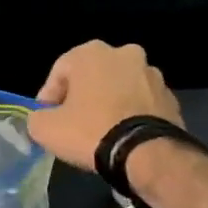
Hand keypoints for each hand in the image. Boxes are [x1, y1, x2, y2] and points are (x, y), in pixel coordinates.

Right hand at [26, 41, 184, 171]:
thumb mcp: (46, 128)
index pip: (60, 71)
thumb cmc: (90, 131)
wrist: (146, 153)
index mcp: (92, 53)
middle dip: (82, 97)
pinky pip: (141, 104)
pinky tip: (123, 137)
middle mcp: (125, 54)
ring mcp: (152, 74)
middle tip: (73, 123)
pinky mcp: (171, 98)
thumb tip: (42, 119)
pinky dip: (131, 115)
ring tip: (101, 132)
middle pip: (93, 76)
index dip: (48, 97)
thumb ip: (37, 118)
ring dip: (109, 104)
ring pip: (120, 88)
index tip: (46, 119)